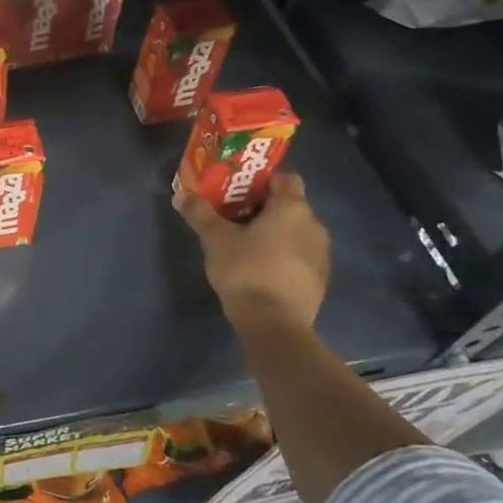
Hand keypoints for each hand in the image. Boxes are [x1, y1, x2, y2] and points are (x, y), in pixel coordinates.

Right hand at [173, 172, 330, 330]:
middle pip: (290, 205)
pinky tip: (261, 269)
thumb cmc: (246, 270)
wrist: (274, 324)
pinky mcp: (320, 279)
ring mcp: (321, 253)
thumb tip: (182, 195)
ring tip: (245, 244)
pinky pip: (300, 255)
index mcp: (292, 208)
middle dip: (264, 208)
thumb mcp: (214, 239)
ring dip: (275, 233)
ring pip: (296, 231)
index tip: (239, 191)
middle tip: (234, 217)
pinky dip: (284, 255)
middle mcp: (314, 225)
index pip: (286, 178)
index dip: (263, 181)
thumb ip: (199, 213)